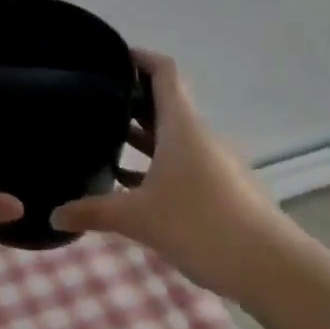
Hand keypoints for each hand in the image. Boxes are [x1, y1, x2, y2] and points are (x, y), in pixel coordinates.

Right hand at [50, 50, 303, 301]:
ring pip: (173, 136)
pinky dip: (158, 165)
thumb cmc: (201, 225)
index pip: (164, 71)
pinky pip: (184, 163)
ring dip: (142, 137)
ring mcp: (215, 163)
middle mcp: (199, 135)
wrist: (274, 271)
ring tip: (105, 143)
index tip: (111, 57)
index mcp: (181, 125)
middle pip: (164, 103)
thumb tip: (55, 214)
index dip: (139, 57)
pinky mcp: (224, 189)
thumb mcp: (138, 219)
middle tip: (93, 102)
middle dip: (130, 100)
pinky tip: (134, 187)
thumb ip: (93, 212)